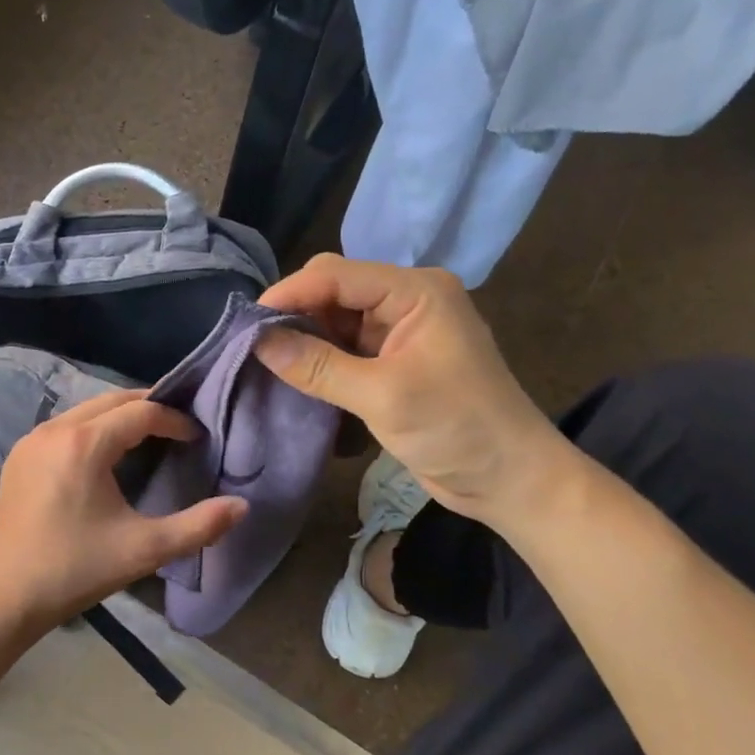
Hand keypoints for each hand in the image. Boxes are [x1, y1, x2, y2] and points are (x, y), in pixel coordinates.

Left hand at [0, 389, 247, 632]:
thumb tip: (242, 506)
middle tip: (178, 427)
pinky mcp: (18, 457)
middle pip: (111, 400)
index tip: (198, 437)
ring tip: (148, 437)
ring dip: (118, 416)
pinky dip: (91, 428)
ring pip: (85, 410)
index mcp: (84, 444)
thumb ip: (199, 526)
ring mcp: (30, 441)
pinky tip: (104, 456)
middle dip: (148, 408)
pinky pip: (64, 426)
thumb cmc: (76, 569)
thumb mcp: (144, 550)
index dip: (174, 420)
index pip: (140, 412)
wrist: (5, 597)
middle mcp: (54, 429)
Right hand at [257, 254, 577, 526]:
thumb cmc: (457, 429)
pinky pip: (345, 348)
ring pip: (336, 320)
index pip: (337, 275)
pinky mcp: (395, 362)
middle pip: (335, 291)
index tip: (246, 323)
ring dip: (305, 339)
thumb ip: (318, 367)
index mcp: (416, 291)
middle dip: (295, 314)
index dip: (290, 293)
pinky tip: (295, 374)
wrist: (509, 479)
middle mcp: (408, 301)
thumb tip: (257, 342)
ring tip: (266, 361)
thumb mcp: (383, 396)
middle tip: (254, 345)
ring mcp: (401, 332)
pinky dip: (320, 360)